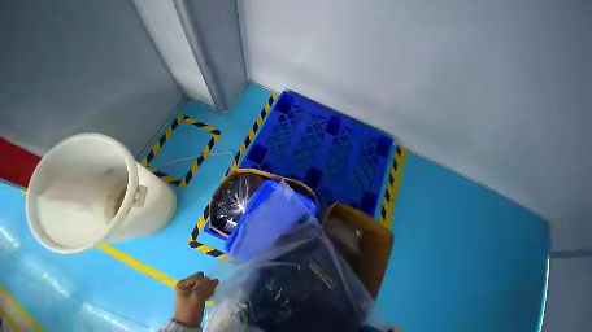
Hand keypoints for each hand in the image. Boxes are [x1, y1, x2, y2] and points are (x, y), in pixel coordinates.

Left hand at [174, 271, 218, 326]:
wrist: (188, 325)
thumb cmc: (190, 309)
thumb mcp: (198, 296)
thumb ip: (206, 285)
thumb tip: (215, 279)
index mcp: (183, 284)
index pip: (198, 276)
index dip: (202, 282)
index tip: (202, 291)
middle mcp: (186, 285)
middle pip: (201, 280)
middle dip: (207, 285)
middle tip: (210, 291)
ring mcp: (191, 290)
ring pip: (204, 284)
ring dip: (209, 288)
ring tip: (211, 293)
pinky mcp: (195, 295)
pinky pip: (204, 289)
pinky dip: (208, 291)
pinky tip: (210, 295)